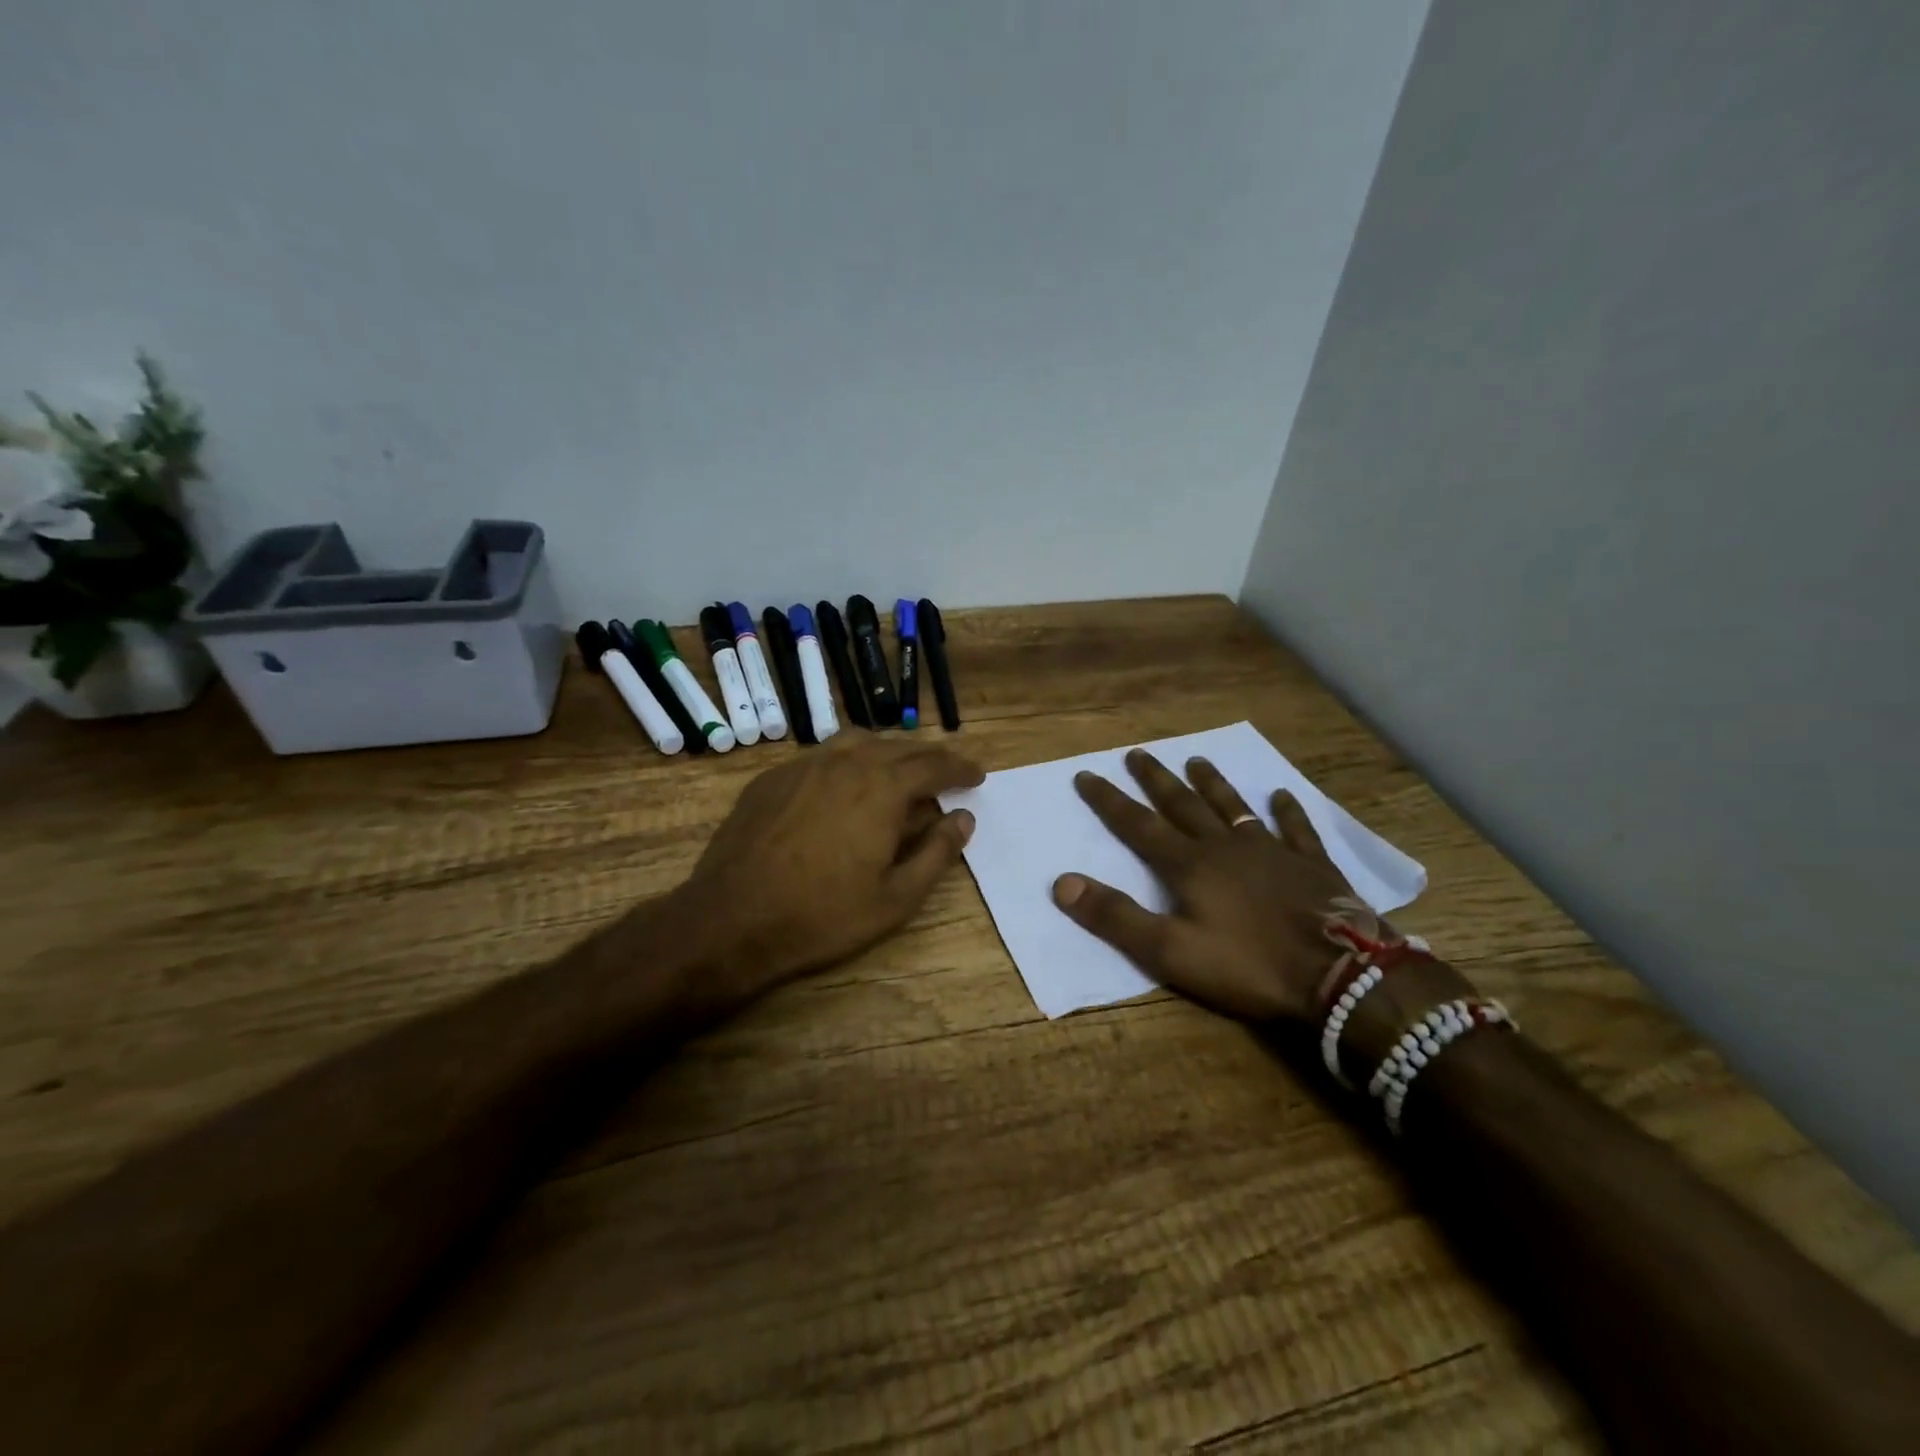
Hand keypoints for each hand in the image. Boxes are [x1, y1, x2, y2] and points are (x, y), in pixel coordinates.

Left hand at [671, 738, 982, 1014]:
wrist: (732, 920)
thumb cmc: (823, 915)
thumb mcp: (896, 898)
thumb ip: (937, 853)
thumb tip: (963, 819)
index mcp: (882, 788)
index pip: (934, 765)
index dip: (960, 768)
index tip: (976, 775)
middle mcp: (846, 763)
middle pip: (898, 748)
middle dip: (928, 758)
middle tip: (945, 774)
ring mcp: (803, 766)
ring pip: (857, 744)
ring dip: (887, 753)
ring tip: (898, 773)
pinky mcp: (772, 778)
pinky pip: (821, 757)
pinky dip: (847, 763)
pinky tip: (844, 787)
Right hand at [1051, 750, 1362, 1023]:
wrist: (1339, 975)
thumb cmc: (1248, 965)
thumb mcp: (1169, 951)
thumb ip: (1116, 916)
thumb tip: (1062, 882)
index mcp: (1189, 865)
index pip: (1138, 825)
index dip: (1109, 800)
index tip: (1087, 773)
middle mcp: (1225, 846)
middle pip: (1183, 805)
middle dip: (1156, 779)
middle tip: (1137, 753)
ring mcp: (1271, 851)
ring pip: (1234, 807)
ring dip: (1212, 783)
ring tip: (1197, 760)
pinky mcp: (1311, 865)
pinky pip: (1295, 829)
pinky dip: (1287, 810)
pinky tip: (1282, 795)